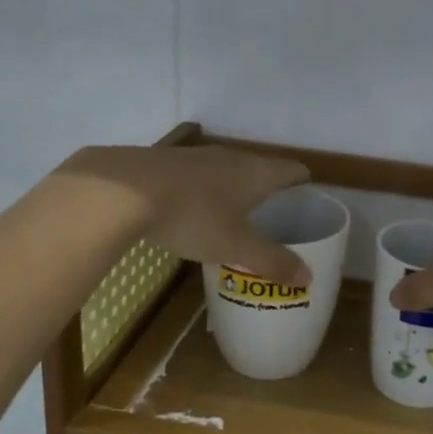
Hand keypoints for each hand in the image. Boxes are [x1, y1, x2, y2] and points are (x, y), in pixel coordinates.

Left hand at [57, 144, 312, 285]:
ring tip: (235, 214)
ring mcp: (198, 156)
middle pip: (260, 168)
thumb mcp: (235, 247)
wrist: (123, 189)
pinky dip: (204, 190)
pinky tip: (192, 209)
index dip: (303, 182)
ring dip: (234, 188)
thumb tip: (308, 277)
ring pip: (227, 170)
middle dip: (269, 189)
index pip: (293, 170)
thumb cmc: (193, 216)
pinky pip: (198, 175)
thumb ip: (272, 261)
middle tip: (273, 214)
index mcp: (257, 173)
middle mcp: (232, 157)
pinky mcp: (168, 160)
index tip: (308, 198)